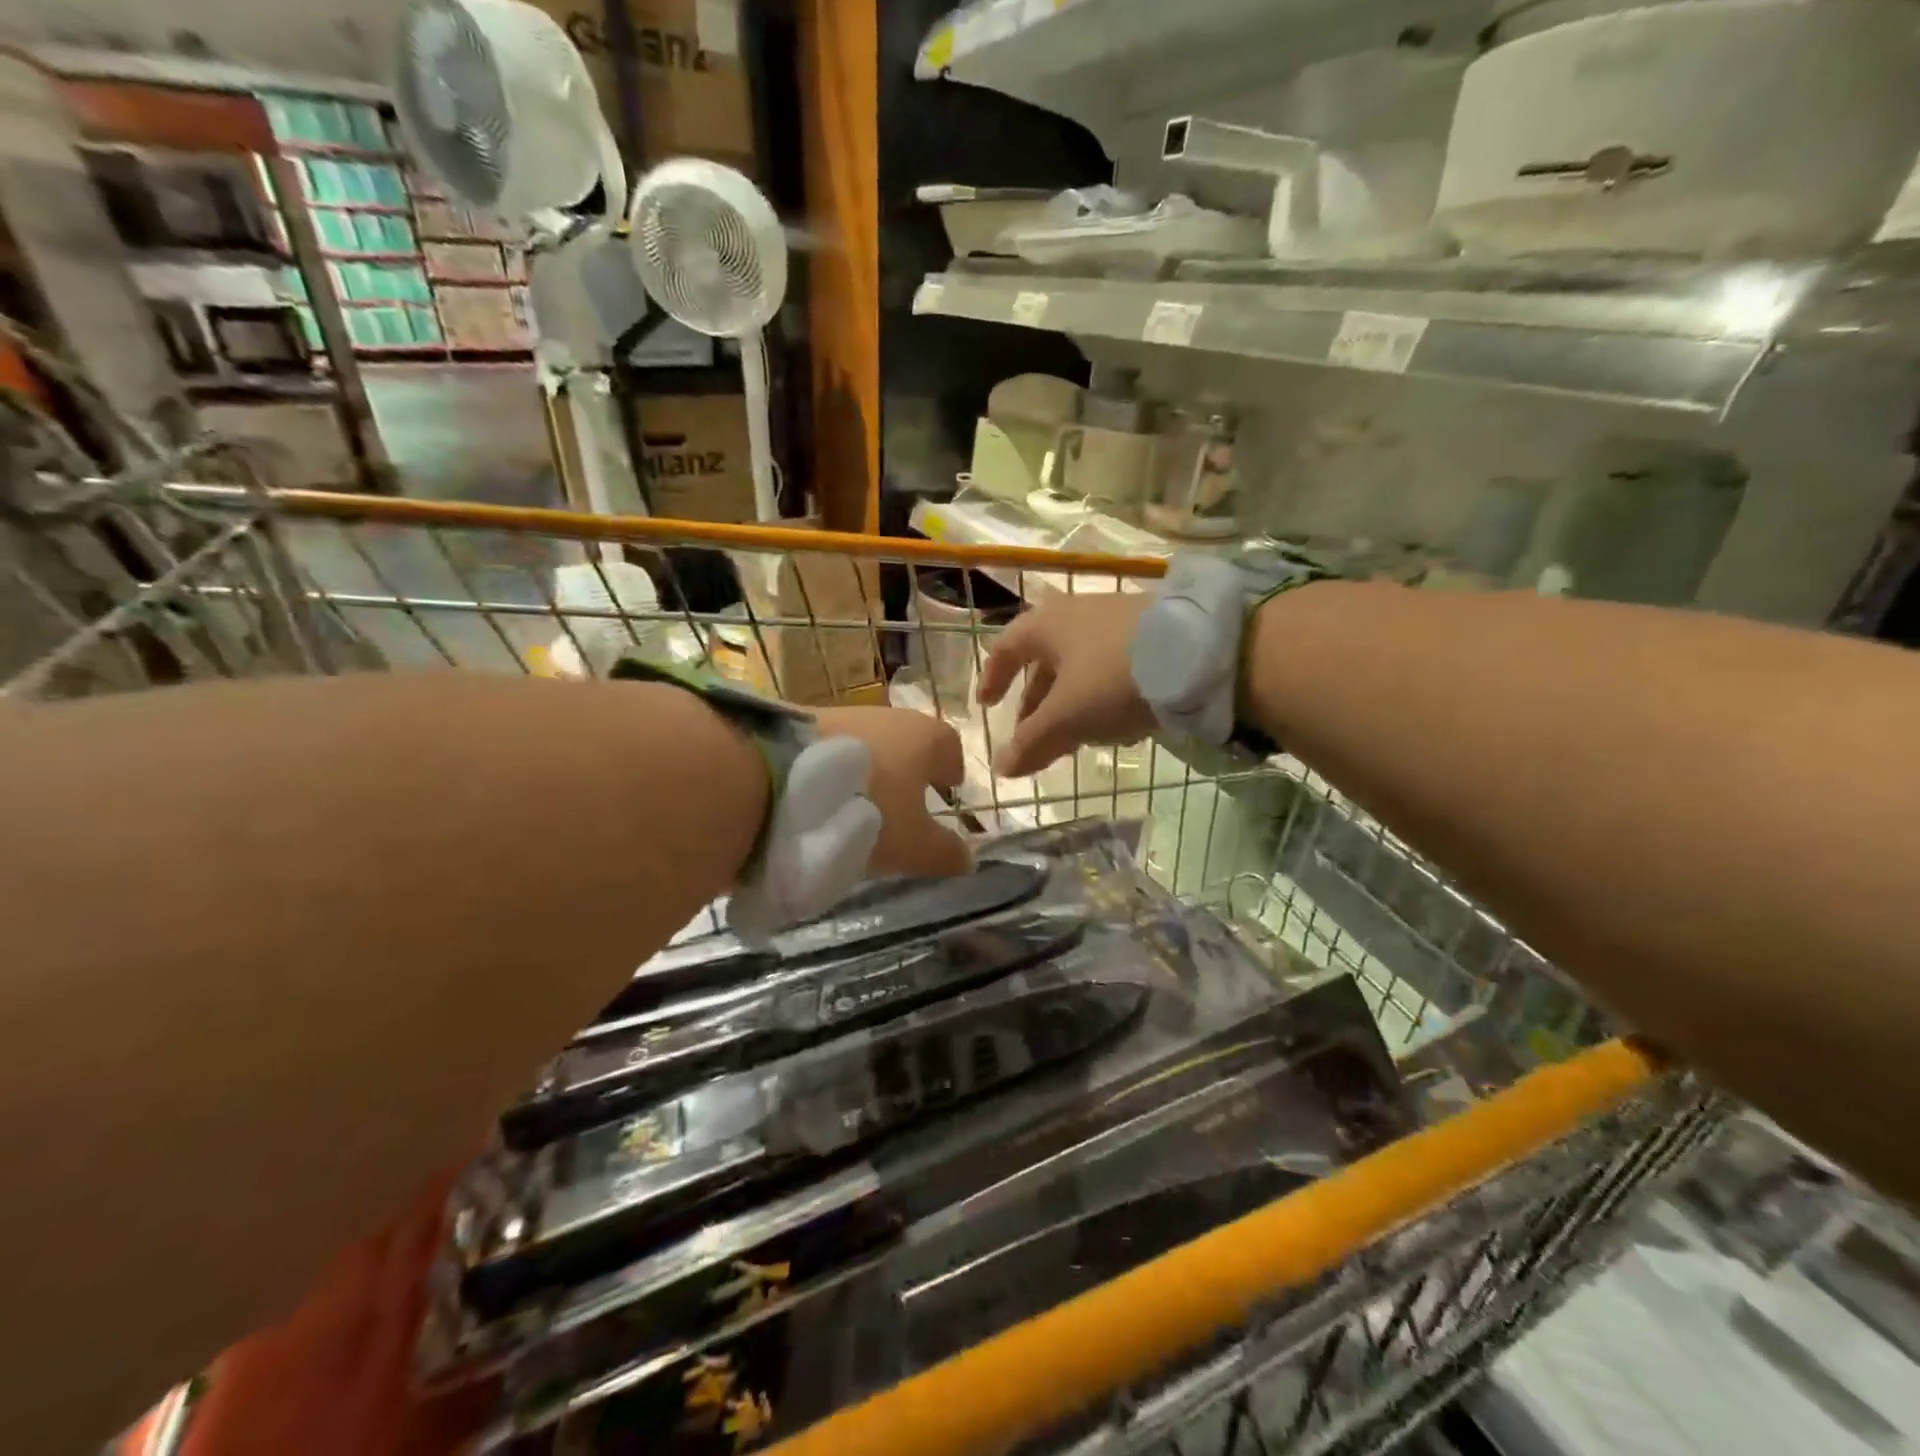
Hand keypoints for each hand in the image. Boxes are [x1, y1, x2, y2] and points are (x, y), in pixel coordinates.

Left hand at [814, 707, 972, 877]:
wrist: (774, 781)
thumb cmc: (865, 811)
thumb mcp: (912, 846)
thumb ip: (944, 853)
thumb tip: (968, 858)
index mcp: (925, 737)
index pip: (950, 749)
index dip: (950, 774)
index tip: (943, 797)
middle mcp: (889, 715)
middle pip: (908, 744)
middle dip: (907, 773)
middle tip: (900, 810)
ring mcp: (844, 714)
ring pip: (869, 745)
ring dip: (869, 772)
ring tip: (856, 809)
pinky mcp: (801, 721)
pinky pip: (832, 748)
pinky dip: (834, 771)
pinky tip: (820, 799)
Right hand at [976, 592, 1156, 777]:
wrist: (1200, 654)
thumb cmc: (1112, 679)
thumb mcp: (1066, 717)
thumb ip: (1031, 743)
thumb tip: (1001, 768)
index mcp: (1046, 625)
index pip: (1005, 648)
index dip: (993, 678)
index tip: (987, 705)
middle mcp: (1077, 614)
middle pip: (1045, 662)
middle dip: (1036, 703)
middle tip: (1032, 736)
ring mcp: (1117, 621)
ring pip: (1081, 667)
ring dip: (1071, 703)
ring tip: (1076, 738)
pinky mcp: (1152, 634)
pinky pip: (1114, 668)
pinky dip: (1103, 696)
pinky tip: (1120, 725)